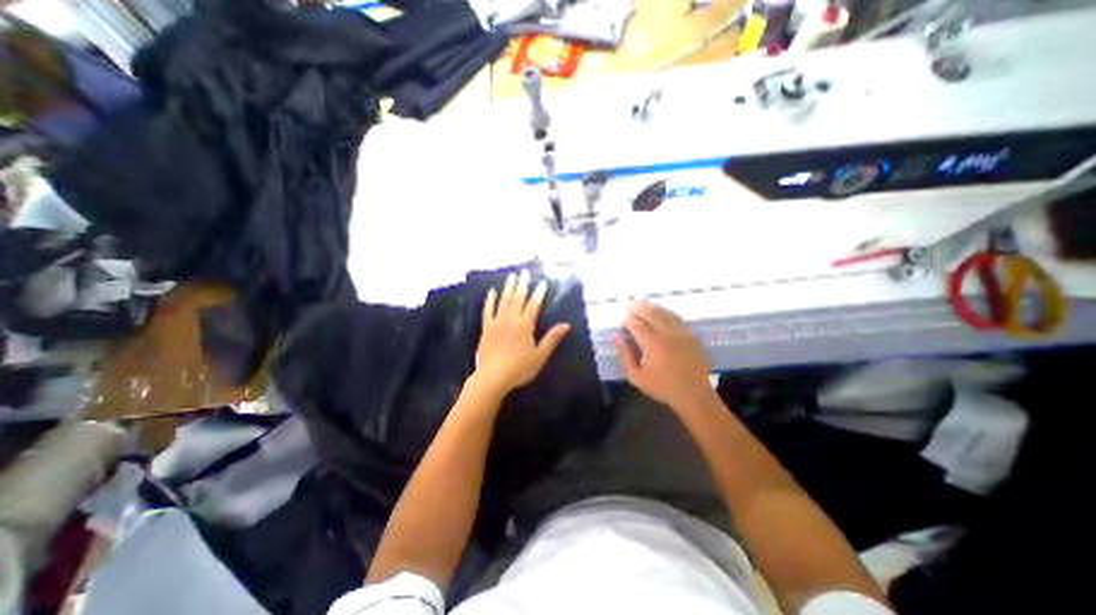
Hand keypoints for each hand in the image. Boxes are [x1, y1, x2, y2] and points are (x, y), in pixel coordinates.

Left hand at [474, 270, 570, 396]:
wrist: (492, 377)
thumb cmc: (519, 368)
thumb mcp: (539, 356)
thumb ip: (552, 339)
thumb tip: (566, 325)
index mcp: (525, 325)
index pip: (534, 305)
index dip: (539, 293)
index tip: (543, 282)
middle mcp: (511, 319)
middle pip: (518, 298)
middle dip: (523, 284)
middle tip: (525, 272)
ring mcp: (497, 322)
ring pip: (504, 301)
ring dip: (509, 287)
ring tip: (512, 276)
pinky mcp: (486, 328)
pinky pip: (487, 310)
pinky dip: (490, 300)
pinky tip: (491, 292)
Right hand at [613, 301, 715, 410]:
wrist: (694, 394)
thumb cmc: (662, 387)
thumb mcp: (636, 377)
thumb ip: (624, 355)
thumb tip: (616, 337)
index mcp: (652, 343)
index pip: (636, 325)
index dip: (627, 319)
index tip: (621, 317)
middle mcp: (666, 333)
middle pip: (650, 314)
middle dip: (638, 307)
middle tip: (629, 303)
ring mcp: (680, 332)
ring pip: (663, 313)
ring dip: (651, 306)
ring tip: (642, 301)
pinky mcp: (690, 335)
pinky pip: (676, 317)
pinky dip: (666, 311)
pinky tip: (661, 310)